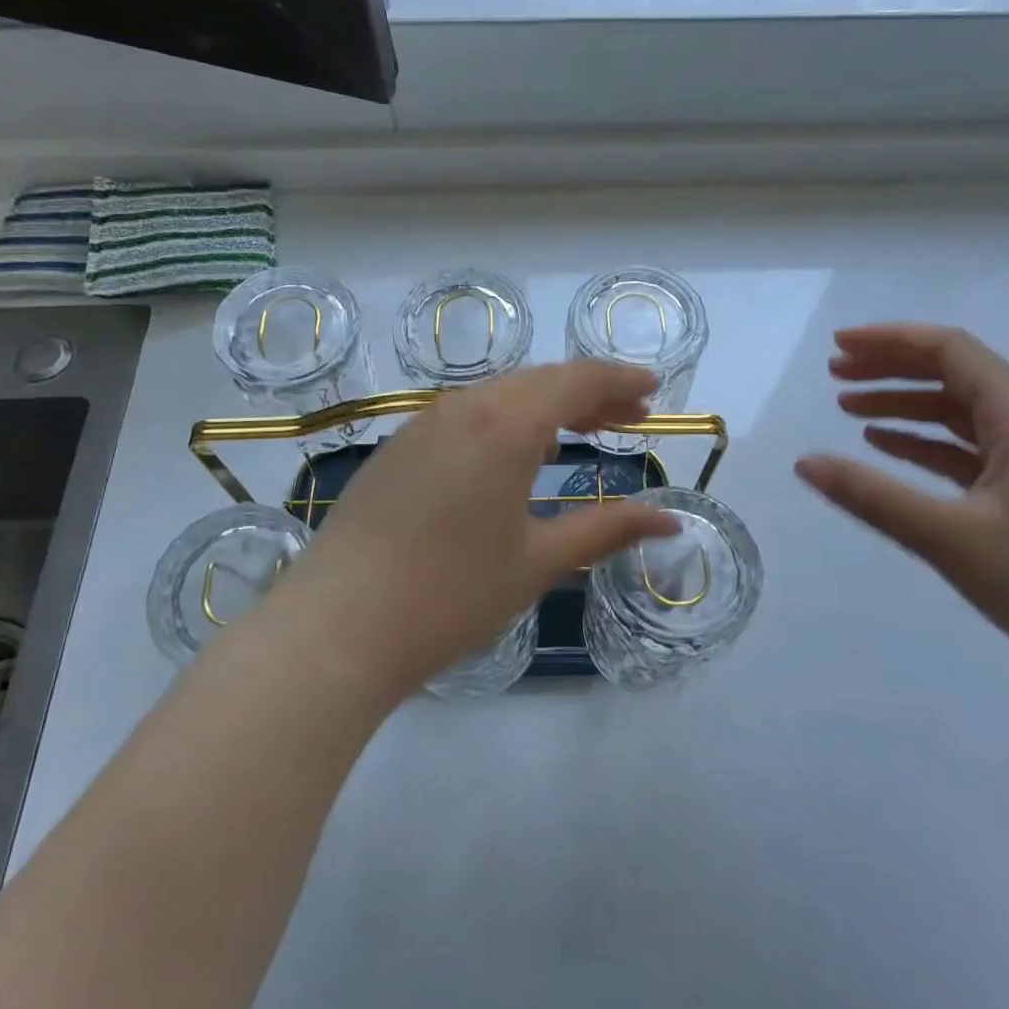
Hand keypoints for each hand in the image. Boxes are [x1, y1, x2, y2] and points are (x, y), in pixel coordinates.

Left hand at [275, 361, 680, 697]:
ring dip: (545, 406)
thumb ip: (607, 530)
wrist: (337, 628)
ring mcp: (422, 425)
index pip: (575, 381)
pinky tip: (514, 456)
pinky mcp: (398, 449)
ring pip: (498, 395)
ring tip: (580, 433)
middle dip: (588, 393)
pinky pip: (465, 416)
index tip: (653, 391)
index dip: (619, 381)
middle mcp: (462, 408)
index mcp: (503, 425)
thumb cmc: (451, 595)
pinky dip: (505, 421)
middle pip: (538, 382)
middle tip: (628, 417)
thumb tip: (671, 521)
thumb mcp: (538, 562)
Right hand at [795, 324, 1008, 699]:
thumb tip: (803, 463)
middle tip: (834, 373)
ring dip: (904, 404)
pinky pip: (968, 448)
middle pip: (954, 374)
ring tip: (847, 408)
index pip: (952, 351)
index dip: (890, 340)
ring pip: (959, 412)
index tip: (838, 346)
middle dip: (891, 368)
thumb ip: (871, 496)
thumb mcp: (949, 538)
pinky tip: (887, 447)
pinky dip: (924, 441)